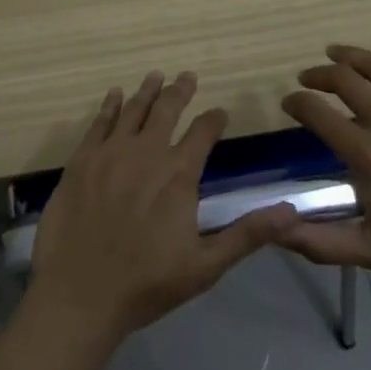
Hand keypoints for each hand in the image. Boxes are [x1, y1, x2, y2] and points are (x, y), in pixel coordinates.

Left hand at [29, 71, 296, 343]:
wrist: (80, 294)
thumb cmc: (146, 283)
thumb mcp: (205, 265)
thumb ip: (247, 234)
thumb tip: (290, 212)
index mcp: (178, 174)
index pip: (203, 133)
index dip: (213, 119)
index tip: (219, 112)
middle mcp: (146, 152)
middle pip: (167, 110)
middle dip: (180, 91)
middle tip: (187, 76)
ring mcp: (110, 153)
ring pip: (133, 110)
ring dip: (147, 91)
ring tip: (156, 75)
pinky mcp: (81, 160)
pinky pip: (99, 123)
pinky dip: (109, 106)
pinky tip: (115, 95)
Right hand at [279, 36, 370, 292]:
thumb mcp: (367, 251)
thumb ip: (316, 241)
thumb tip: (272, 228)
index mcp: (365, 155)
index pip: (316, 113)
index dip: (296, 102)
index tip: (289, 103)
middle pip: (344, 79)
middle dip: (318, 75)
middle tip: (309, 78)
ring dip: (350, 55)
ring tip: (334, 52)